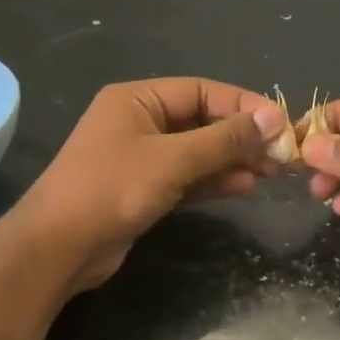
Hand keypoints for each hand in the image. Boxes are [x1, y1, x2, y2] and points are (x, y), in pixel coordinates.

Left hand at [18, 78, 286, 292]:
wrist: (57, 248)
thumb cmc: (112, 189)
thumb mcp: (172, 160)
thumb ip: (223, 139)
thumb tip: (272, 120)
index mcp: (137, 98)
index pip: (202, 91)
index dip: (244, 105)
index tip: (281, 124)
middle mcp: (138, 121)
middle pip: (201, 120)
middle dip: (241, 136)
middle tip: (281, 154)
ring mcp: (139, 157)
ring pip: (196, 151)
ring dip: (232, 159)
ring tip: (270, 172)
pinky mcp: (142, 189)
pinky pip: (186, 177)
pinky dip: (213, 180)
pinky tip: (244, 186)